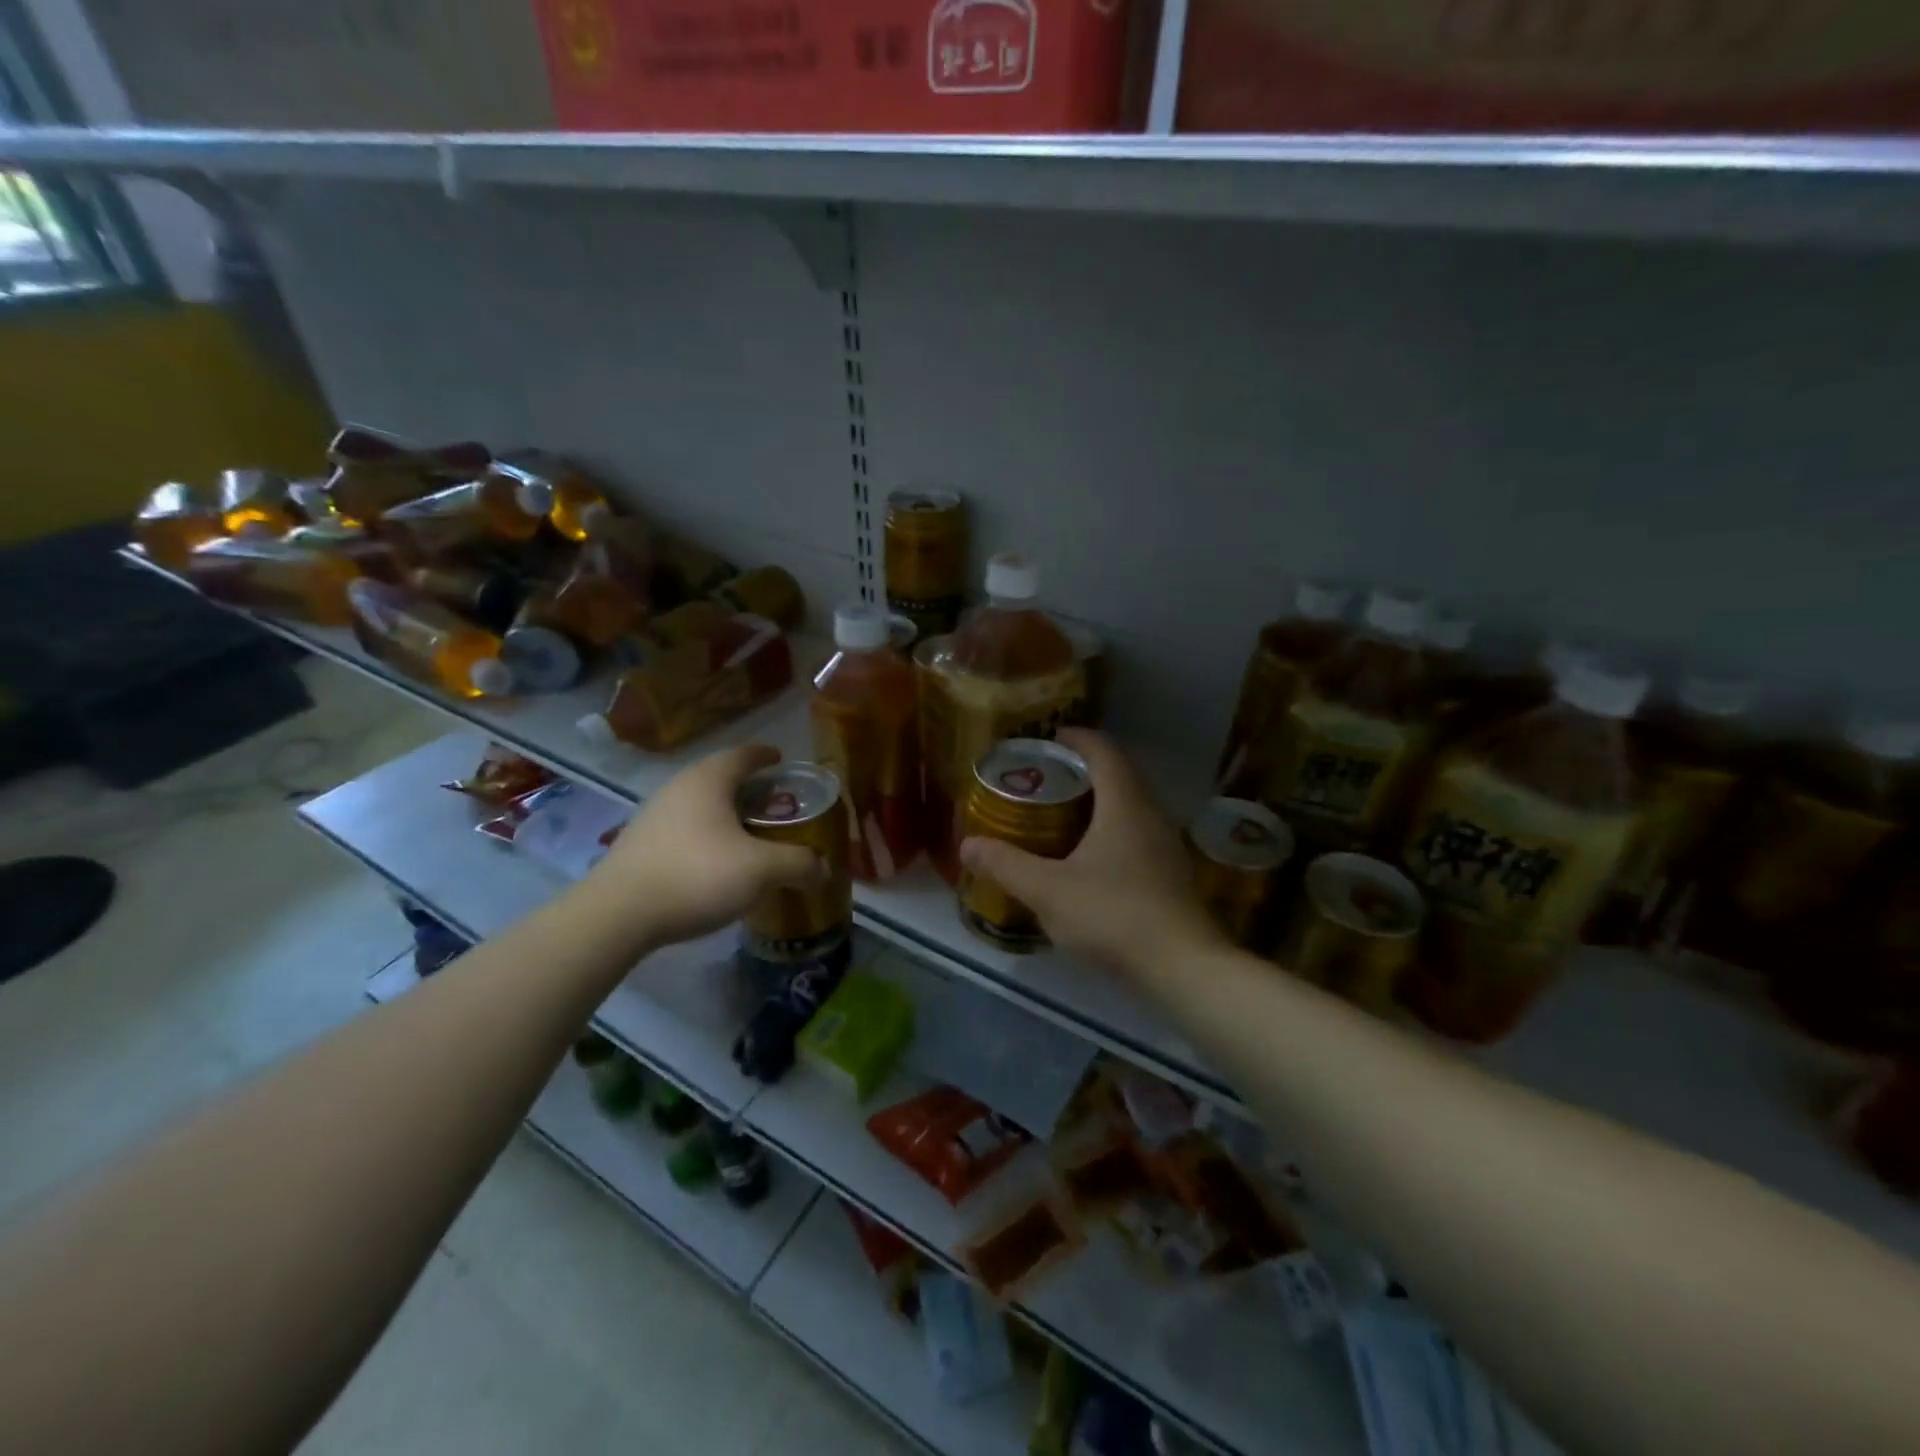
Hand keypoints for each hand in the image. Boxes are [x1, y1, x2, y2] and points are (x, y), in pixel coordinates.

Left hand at [577, 745, 819, 953]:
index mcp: (709, 780)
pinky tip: (717, 862)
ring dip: (727, 814)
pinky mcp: (639, 845)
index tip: (782, 761)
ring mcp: (653, 815)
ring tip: (750, 835)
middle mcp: (679, 788)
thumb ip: (798, 864)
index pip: (743, 755)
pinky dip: (706, 836)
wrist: (618, 915)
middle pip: (721, 778)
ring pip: (700, 805)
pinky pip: (684, 829)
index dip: (766, 756)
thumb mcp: (761, 870)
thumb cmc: (697, 874)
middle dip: (750, 788)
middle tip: (775, 805)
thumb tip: (822, 869)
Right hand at [959, 730, 1225, 979]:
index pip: (1104, 751)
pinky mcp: (1171, 875)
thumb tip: (968, 844)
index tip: (1050, 738)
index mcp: (1124, 805)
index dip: (1077, 738)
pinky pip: (1136, 836)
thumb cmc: (1113, 916)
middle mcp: (1150, 815)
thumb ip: (1006, 865)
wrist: (1182, 968)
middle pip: (1118, 777)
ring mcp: (1166, 846)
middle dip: (1082, 771)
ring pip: (1129, 809)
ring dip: (1098, 804)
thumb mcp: (1048, 891)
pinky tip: (1088, 861)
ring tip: (1060, 817)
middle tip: (1045, 780)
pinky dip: (1110, 832)